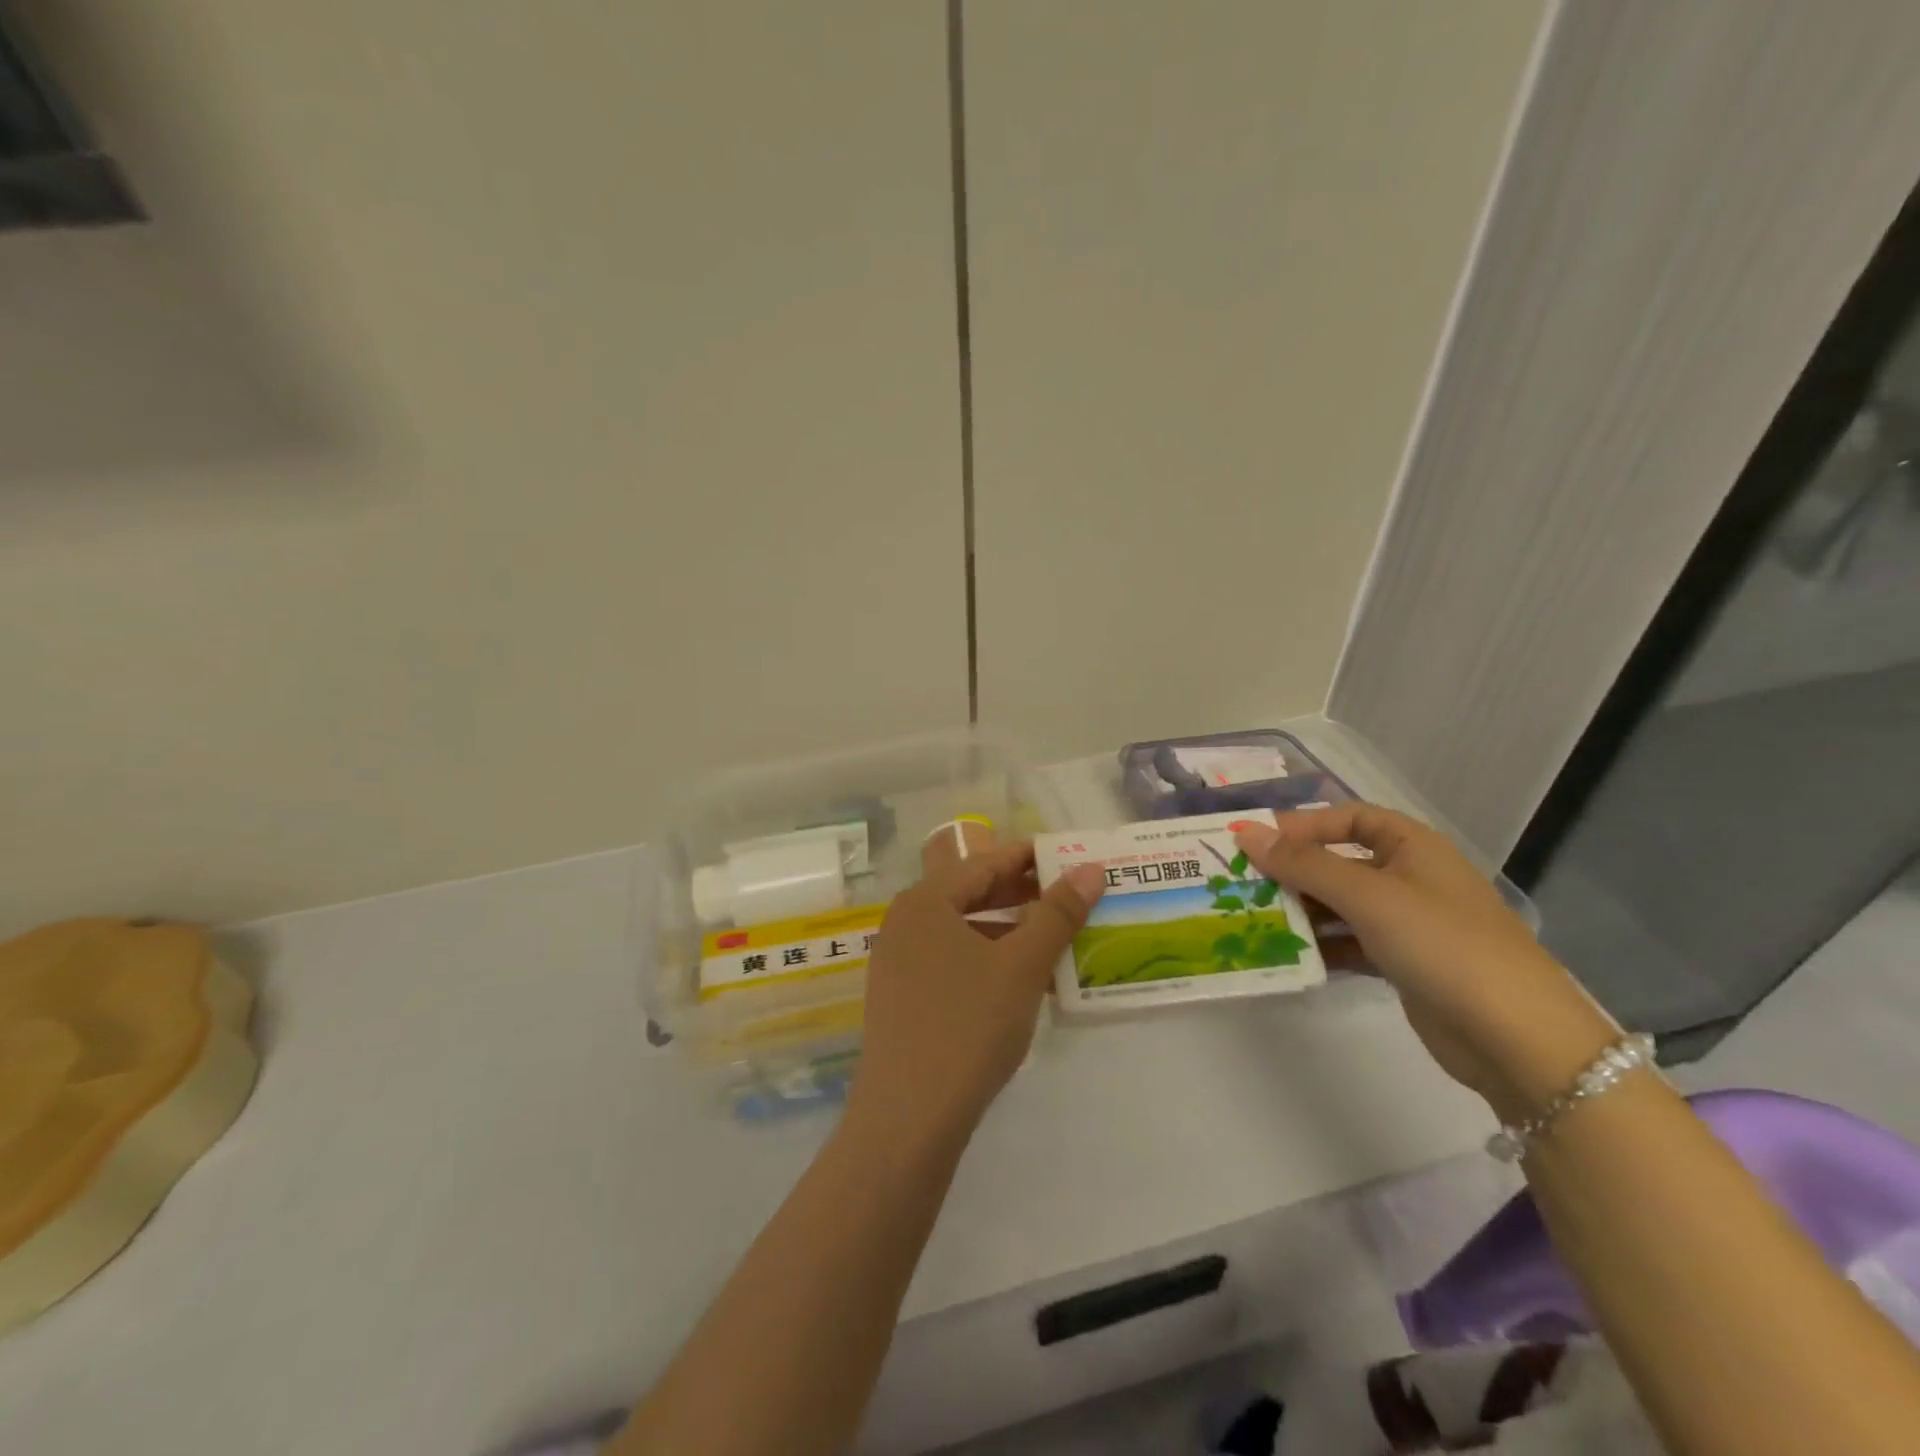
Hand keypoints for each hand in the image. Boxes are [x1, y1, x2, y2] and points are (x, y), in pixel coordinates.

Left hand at [848, 842, 1105, 1145]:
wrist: (908, 1118)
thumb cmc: (968, 1025)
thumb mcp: (1022, 965)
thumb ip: (1057, 913)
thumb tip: (1090, 869)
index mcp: (925, 901)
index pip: (985, 862)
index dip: (1031, 856)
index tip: (1072, 857)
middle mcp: (906, 922)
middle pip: (972, 893)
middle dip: (1024, 895)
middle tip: (1072, 897)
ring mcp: (899, 961)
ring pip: (965, 930)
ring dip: (1011, 932)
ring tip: (1057, 939)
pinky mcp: (902, 997)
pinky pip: (953, 960)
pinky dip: (990, 961)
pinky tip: (1025, 982)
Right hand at [1233, 807, 1612, 1109]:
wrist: (1516, 1038)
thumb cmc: (1441, 943)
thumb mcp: (1367, 895)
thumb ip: (1303, 864)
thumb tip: (1245, 834)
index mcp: (1412, 847)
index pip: (1349, 818)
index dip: (1303, 825)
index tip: (1257, 842)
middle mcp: (1409, 877)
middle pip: (1339, 861)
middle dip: (1293, 871)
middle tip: (1242, 885)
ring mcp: (1408, 923)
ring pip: (1340, 905)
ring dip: (1301, 911)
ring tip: (1254, 920)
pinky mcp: (1403, 964)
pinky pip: (1350, 942)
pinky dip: (1320, 945)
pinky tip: (1287, 955)